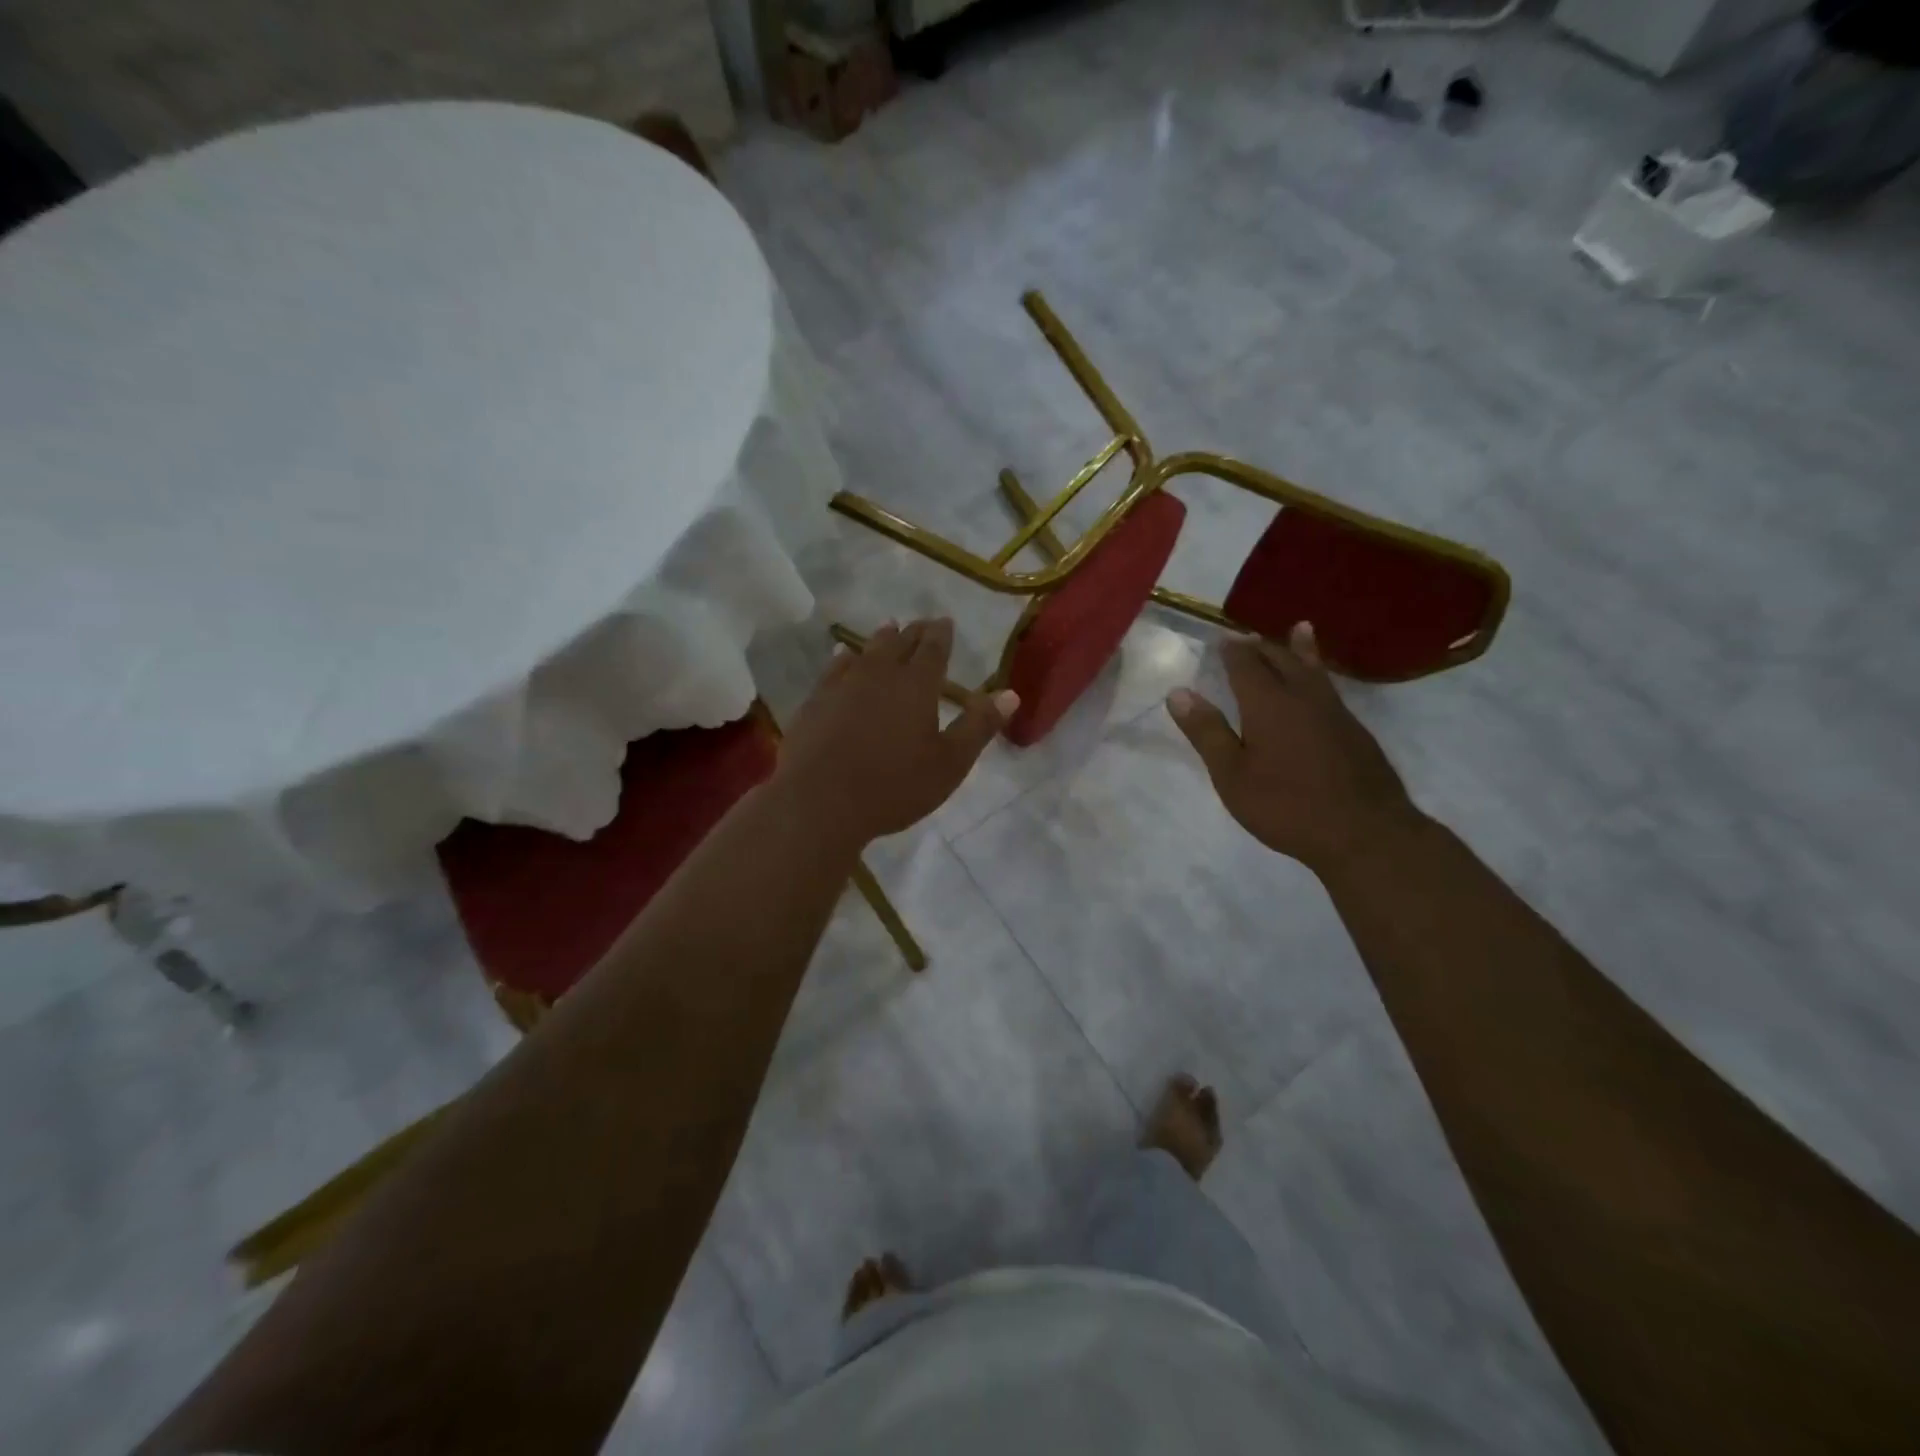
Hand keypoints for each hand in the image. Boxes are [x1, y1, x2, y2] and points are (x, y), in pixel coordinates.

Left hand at [776, 618, 1017, 844]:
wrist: (819, 801)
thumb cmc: (894, 786)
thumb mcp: (950, 763)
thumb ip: (979, 726)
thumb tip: (1010, 694)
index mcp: (917, 685)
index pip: (934, 648)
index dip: (942, 633)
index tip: (945, 621)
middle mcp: (880, 674)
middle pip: (900, 643)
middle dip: (914, 632)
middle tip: (922, 623)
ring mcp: (843, 685)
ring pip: (867, 651)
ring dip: (881, 639)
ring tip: (888, 627)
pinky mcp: (816, 700)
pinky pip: (834, 668)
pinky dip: (844, 658)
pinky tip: (844, 656)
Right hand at [1167, 624, 1424, 876]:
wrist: (1365, 832)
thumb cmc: (1286, 806)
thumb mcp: (1232, 775)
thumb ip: (1207, 732)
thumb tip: (1178, 693)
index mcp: (1268, 703)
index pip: (1246, 664)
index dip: (1232, 650)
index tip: (1222, 637)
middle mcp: (1303, 697)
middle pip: (1281, 660)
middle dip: (1261, 646)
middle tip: (1247, 637)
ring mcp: (1335, 712)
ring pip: (1313, 669)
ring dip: (1300, 649)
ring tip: (1300, 630)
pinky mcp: (1355, 730)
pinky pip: (1330, 688)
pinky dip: (1320, 672)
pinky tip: (1321, 684)